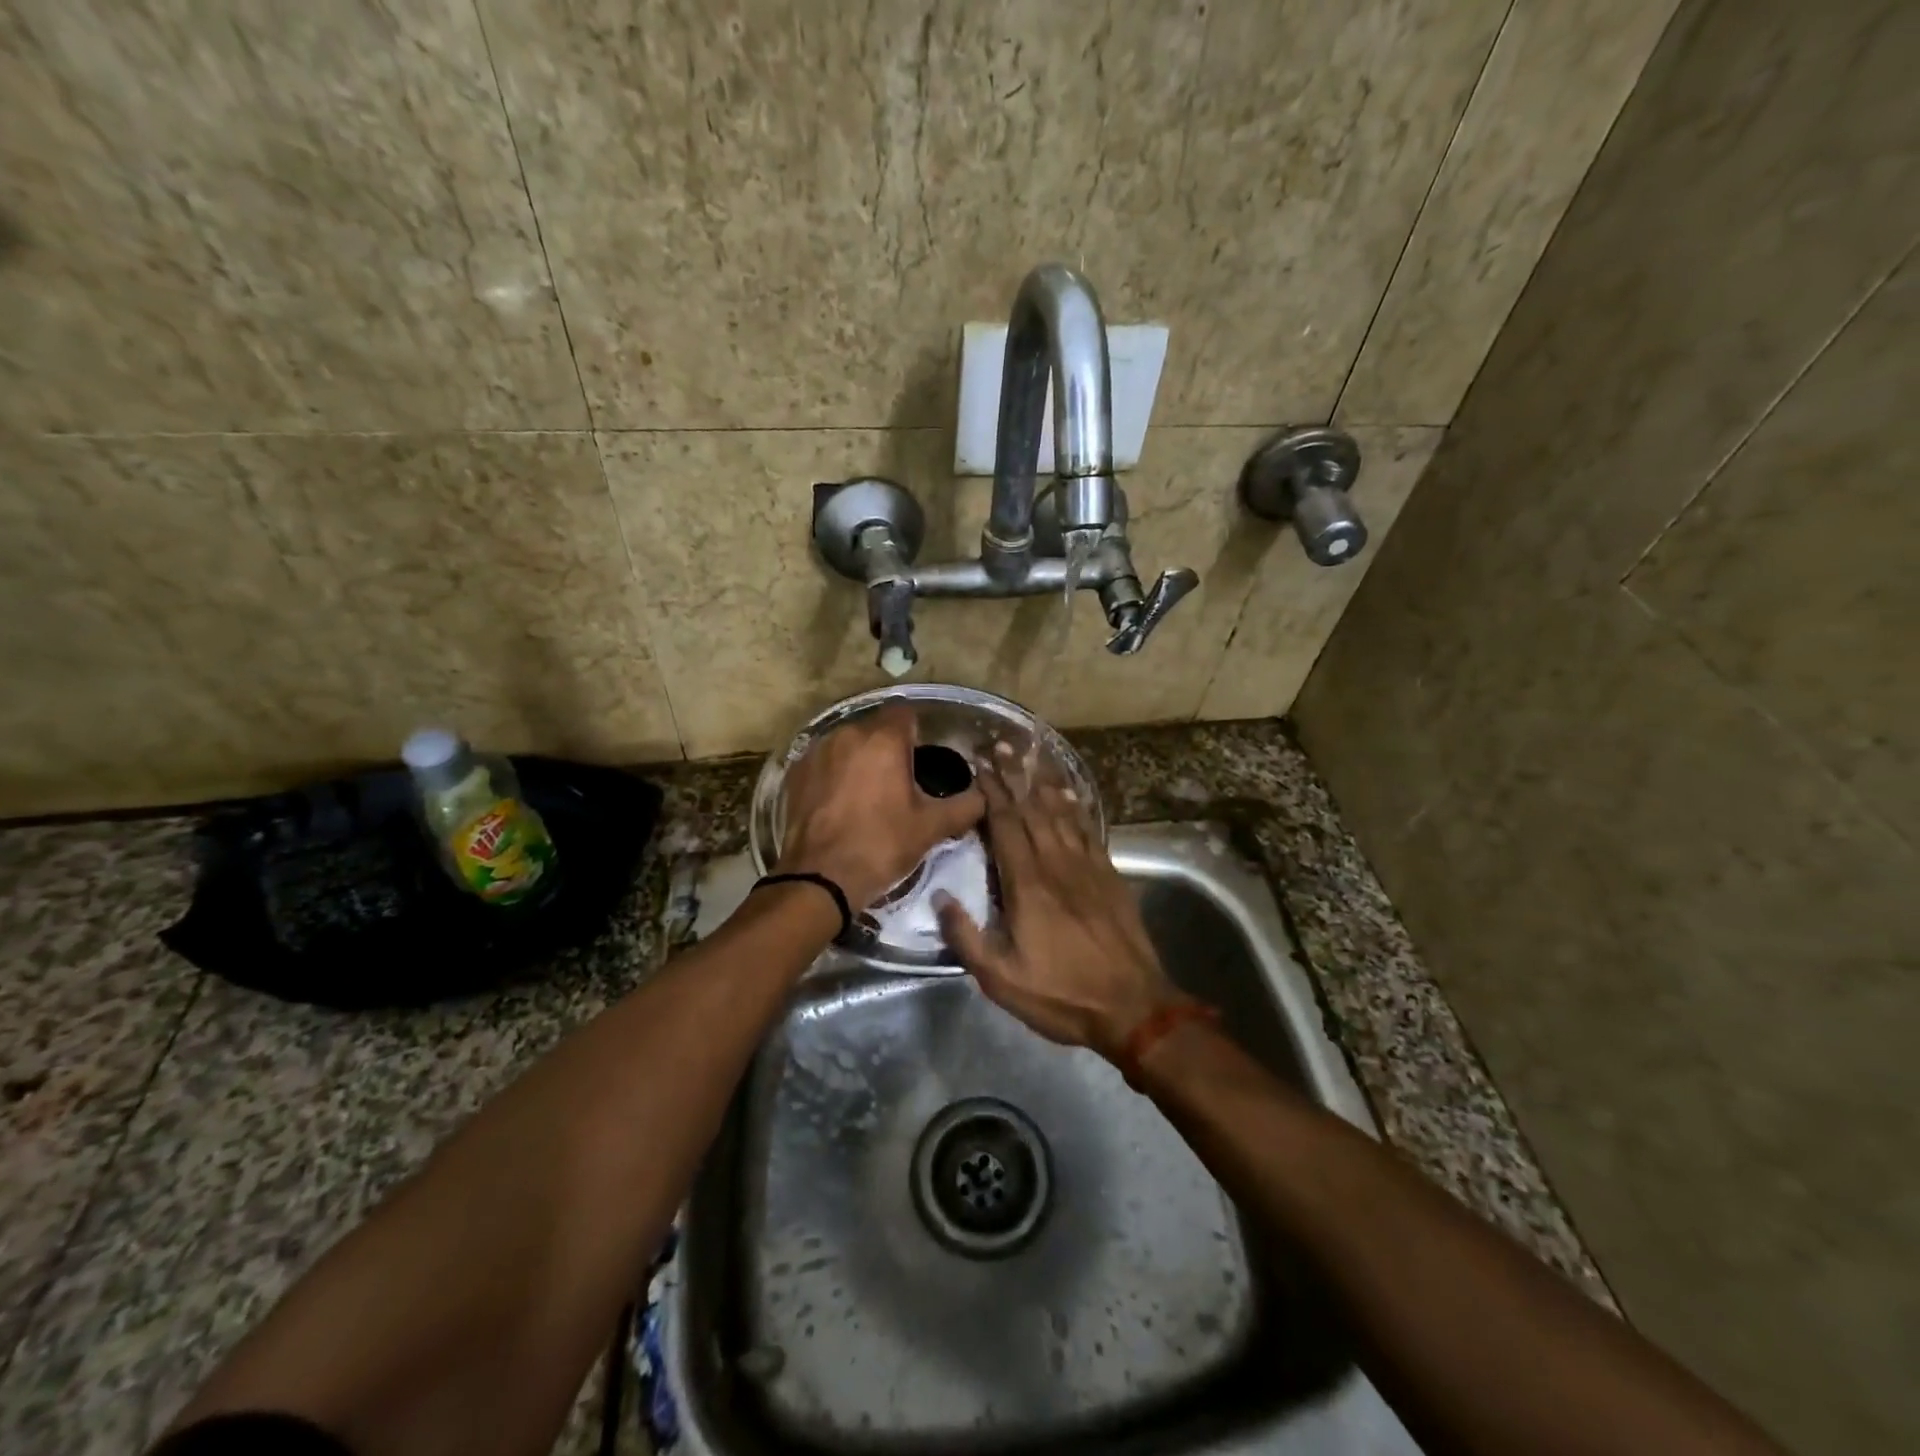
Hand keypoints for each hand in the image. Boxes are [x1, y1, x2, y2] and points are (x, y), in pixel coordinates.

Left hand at [778, 703, 985, 908]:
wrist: (820, 878)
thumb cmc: (881, 845)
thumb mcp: (931, 827)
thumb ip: (966, 806)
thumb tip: (983, 796)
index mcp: (884, 740)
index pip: (907, 714)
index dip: (918, 732)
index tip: (923, 758)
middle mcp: (848, 734)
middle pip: (876, 728)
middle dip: (889, 747)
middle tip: (901, 781)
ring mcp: (817, 751)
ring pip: (848, 743)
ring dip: (861, 758)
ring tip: (870, 792)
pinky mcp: (796, 772)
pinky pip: (824, 761)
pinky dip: (835, 773)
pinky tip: (841, 801)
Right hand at [935, 759, 1181, 1061]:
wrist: (1133, 1007)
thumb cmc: (1062, 995)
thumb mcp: (1001, 979)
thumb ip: (966, 937)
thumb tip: (939, 898)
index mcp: (1027, 884)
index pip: (1006, 825)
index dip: (991, 791)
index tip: (978, 764)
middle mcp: (1056, 863)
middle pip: (1032, 809)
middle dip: (1014, 776)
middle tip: (1000, 745)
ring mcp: (1087, 866)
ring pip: (1061, 813)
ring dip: (1042, 782)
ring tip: (1029, 756)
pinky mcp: (1109, 875)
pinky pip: (1087, 829)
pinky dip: (1075, 806)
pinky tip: (1068, 792)